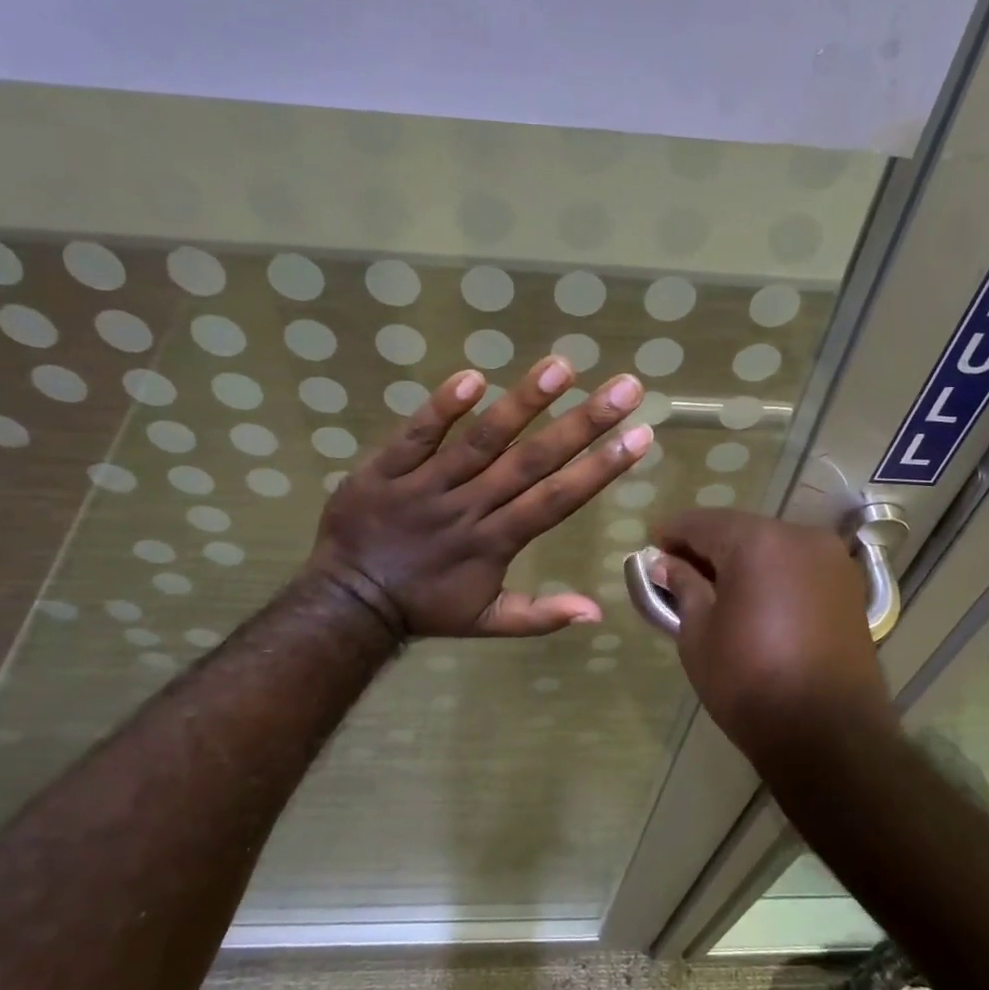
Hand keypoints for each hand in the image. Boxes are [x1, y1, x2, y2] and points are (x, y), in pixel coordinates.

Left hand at [305, 354, 649, 638]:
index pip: (557, 499)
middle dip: (582, 424)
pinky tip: (472, 378)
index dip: (600, 467)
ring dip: (522, 403)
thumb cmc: (425, 607)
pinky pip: (416, 436)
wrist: (348, 601)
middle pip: (531, 461)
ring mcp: (426, 485)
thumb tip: (597, 611)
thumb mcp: (486, 622)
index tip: (640, 434)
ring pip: (481, 440)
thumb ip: (541, 615)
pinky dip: (441, 409)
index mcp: (496, 541)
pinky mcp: (386, 469)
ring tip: (561, 367)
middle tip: (623, 387)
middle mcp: (470, 506)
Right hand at [648, 509, 893, 756]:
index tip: (650, 544)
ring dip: (740, 558)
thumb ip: (684, 587)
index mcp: (758, 541)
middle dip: (706, 545)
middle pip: (740, 530)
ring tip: (711, 585)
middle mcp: (800, 537)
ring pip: (771, 546)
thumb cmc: (750, 682)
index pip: (703, 522)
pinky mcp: (848, 588)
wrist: (828, 735)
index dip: (672, 532)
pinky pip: (796, 566)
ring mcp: (831, 561)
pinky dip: (770, 573)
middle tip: (675, 567)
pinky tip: (750, 596)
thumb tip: (667, 564)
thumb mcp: (699, 634)